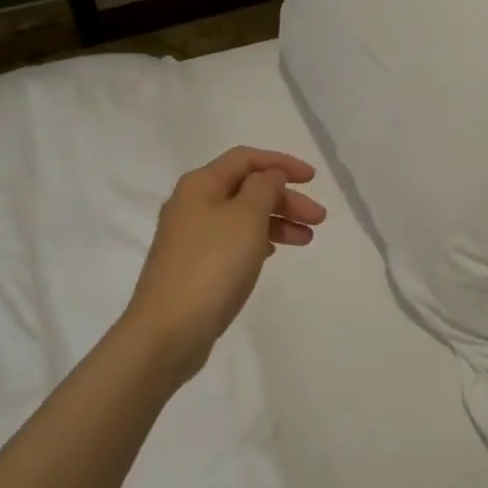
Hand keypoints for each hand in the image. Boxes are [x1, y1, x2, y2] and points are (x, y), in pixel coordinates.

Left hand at [122, 147, 325, 377]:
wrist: (169, 329)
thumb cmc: (212, 266)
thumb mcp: (246, 218)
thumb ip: (264, 188)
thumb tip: (269, 176)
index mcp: (201, 184)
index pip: (246, 158)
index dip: (281, 163)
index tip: (313, 179)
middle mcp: (191, 204)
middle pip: (246, 188)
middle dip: (285, 198)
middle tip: (318, 219)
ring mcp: (190, 236)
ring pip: (242, 217)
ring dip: (276, 221)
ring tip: (306, 240)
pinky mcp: (194, 265)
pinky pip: (232, 241)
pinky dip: (258, 241)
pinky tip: (273, 253)